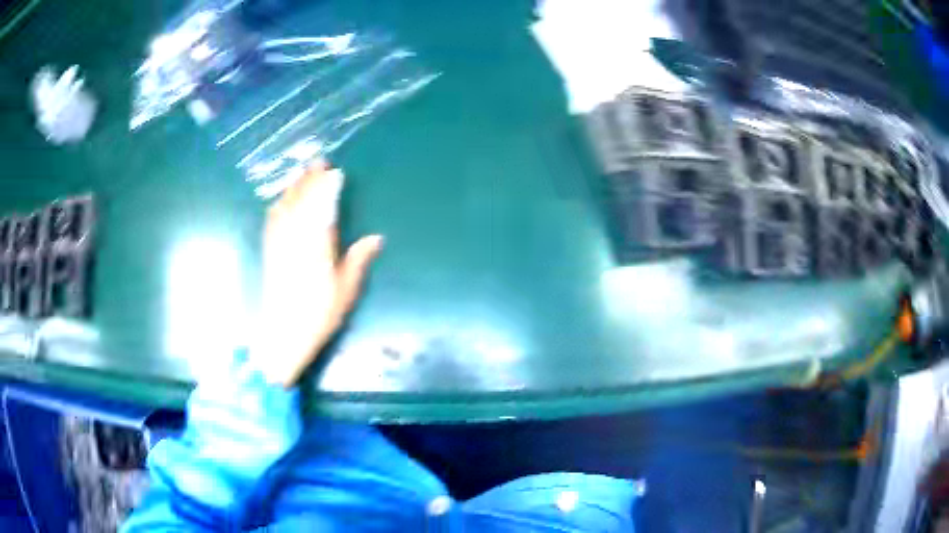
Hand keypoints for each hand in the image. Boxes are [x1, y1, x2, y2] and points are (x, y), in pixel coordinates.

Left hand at [252, 163, 382, 387]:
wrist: (283, 333)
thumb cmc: (318, 314)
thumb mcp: (345, 290)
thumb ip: (358, 261)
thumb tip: (376, 238)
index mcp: (317, 245)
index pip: (322, 207)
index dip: (327, 187)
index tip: (334, 171)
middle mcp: (296, 238)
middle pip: (302, 202)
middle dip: (310, 180)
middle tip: (317, 161)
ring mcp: (280, 243)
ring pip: (285, 207)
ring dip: (293, 188)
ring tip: (300, 172)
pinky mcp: (270, 252)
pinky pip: (272, 221)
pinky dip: (278, 206)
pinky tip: (280, 200)